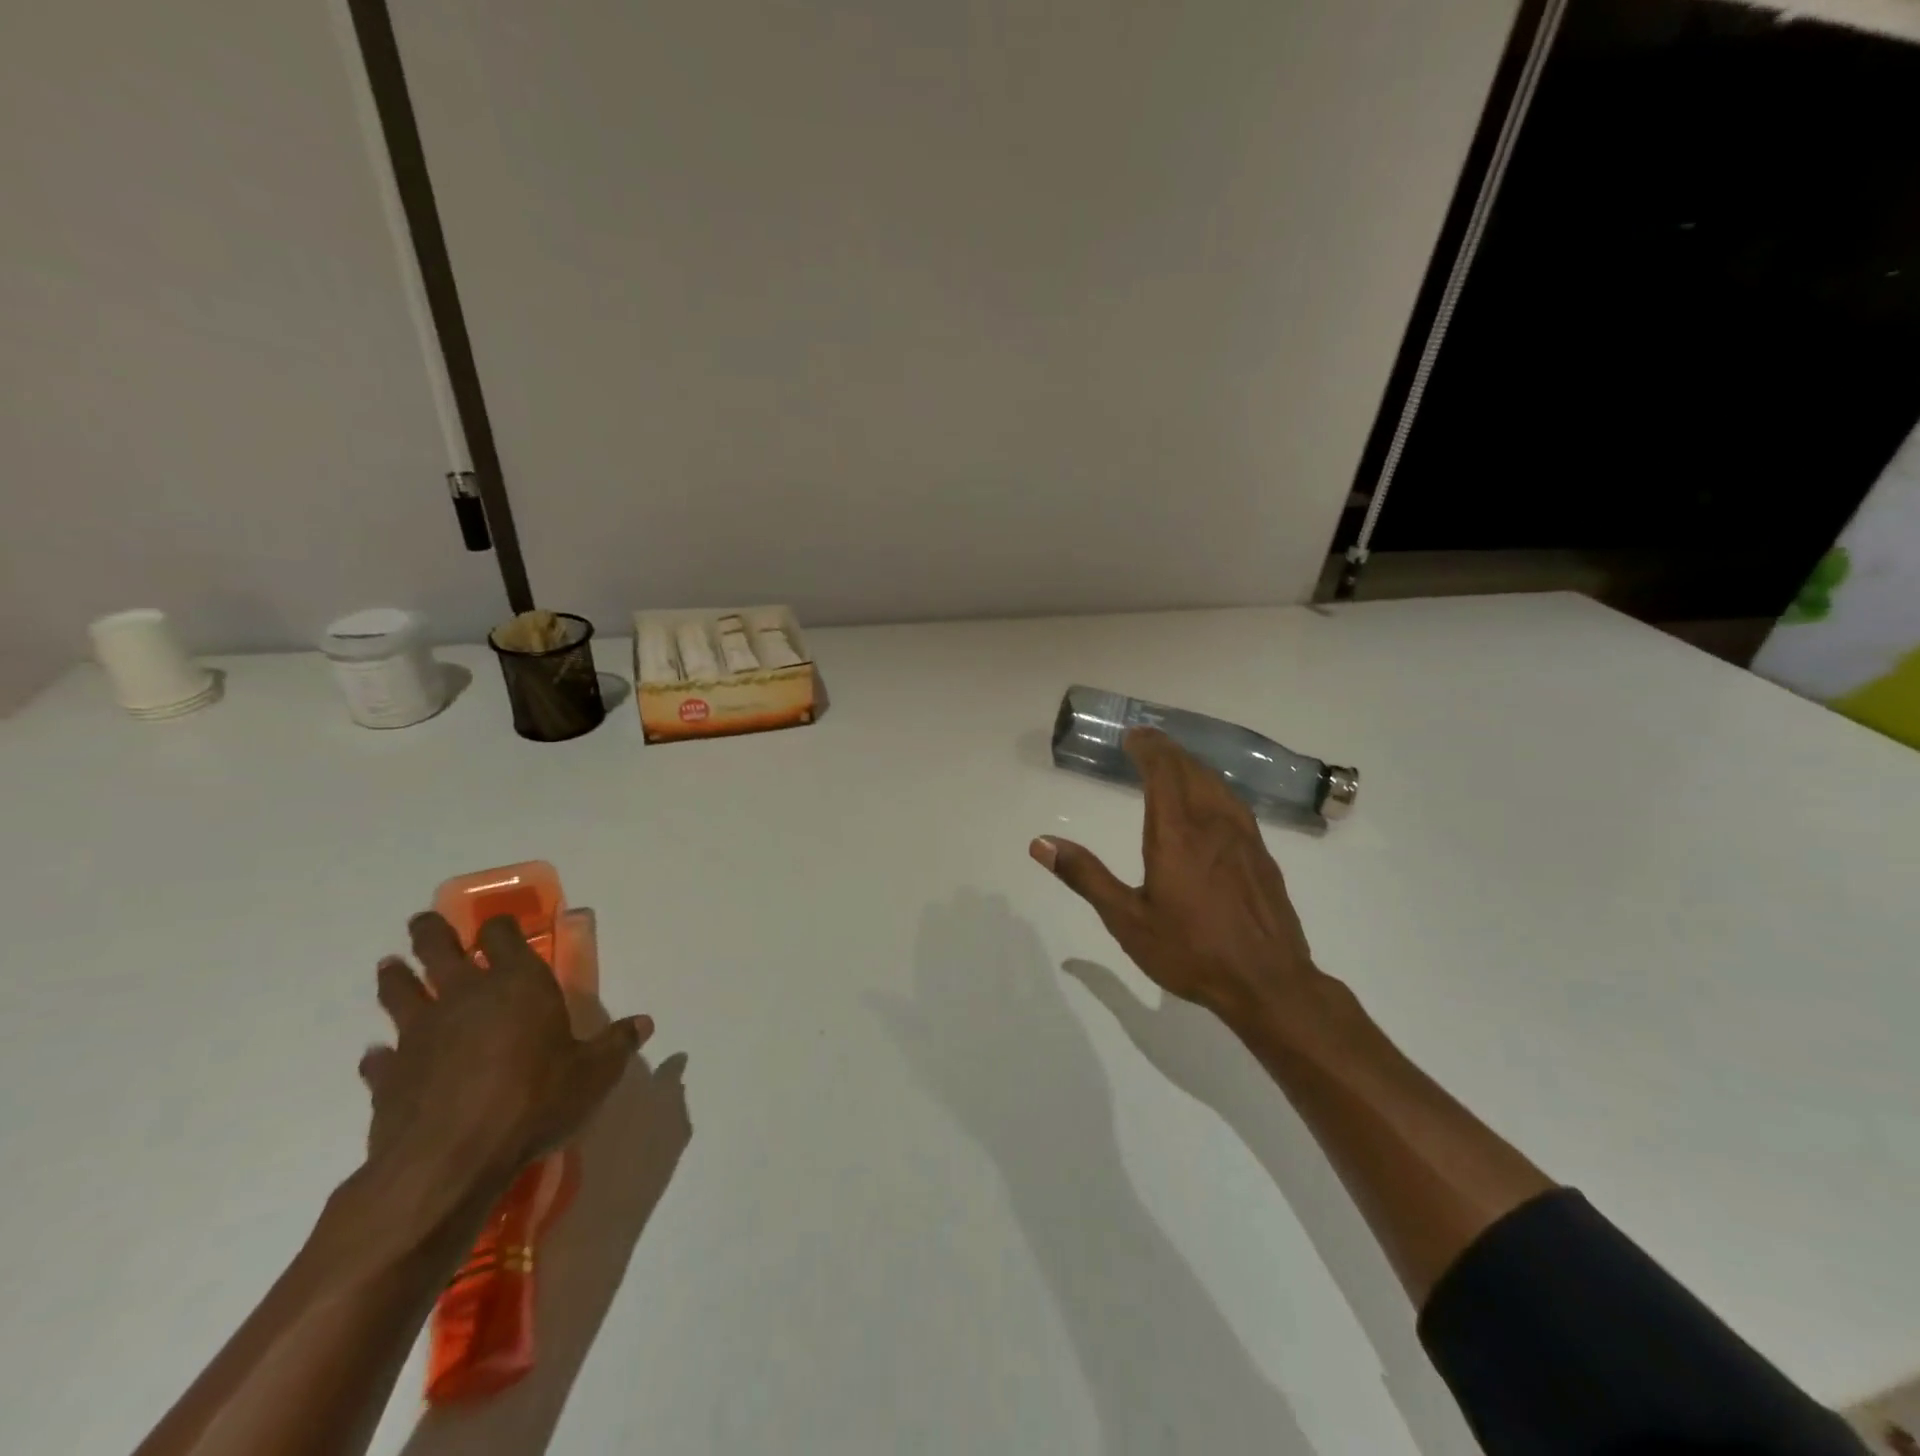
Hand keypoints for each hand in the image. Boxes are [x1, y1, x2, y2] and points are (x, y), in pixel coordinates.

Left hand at [358, 912, 652, 1210]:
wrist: (450, 1160)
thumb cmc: (535, 1100)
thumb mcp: (594, 1073)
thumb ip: (617, 1044)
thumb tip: (644, 1023)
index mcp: (517, 984)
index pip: (503, 935)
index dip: (501, 926)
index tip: (500, 924)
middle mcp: (464, 996)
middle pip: (438, 949)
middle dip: (431, 932)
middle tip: (423, 922)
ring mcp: (420, 1034)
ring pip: (400, 992)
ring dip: (395, 977)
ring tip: (390, 966)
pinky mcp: (389, 1077)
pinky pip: (379, 1058)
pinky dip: (378, 1055)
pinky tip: (377, 1056)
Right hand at [1032, 727, 1332, 1037]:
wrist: (1269, 983)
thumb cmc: (1191, 951)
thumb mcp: (1127, 920)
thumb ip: (1085, 876)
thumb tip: (1041, 843)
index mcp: (1176, 833)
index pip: (1163, 770)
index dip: (1147, 747)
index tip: (1131, 737)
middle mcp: (1213, 823)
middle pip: (1190, 769)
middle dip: (1166, 750)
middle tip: (1145, 743)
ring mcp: (1244, 836)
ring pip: (1216, 783)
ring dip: (1191, 766)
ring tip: (1172, 765)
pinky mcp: (1262, 854)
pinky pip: (1233, 803)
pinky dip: (1212, 787)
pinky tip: (1208, 803)